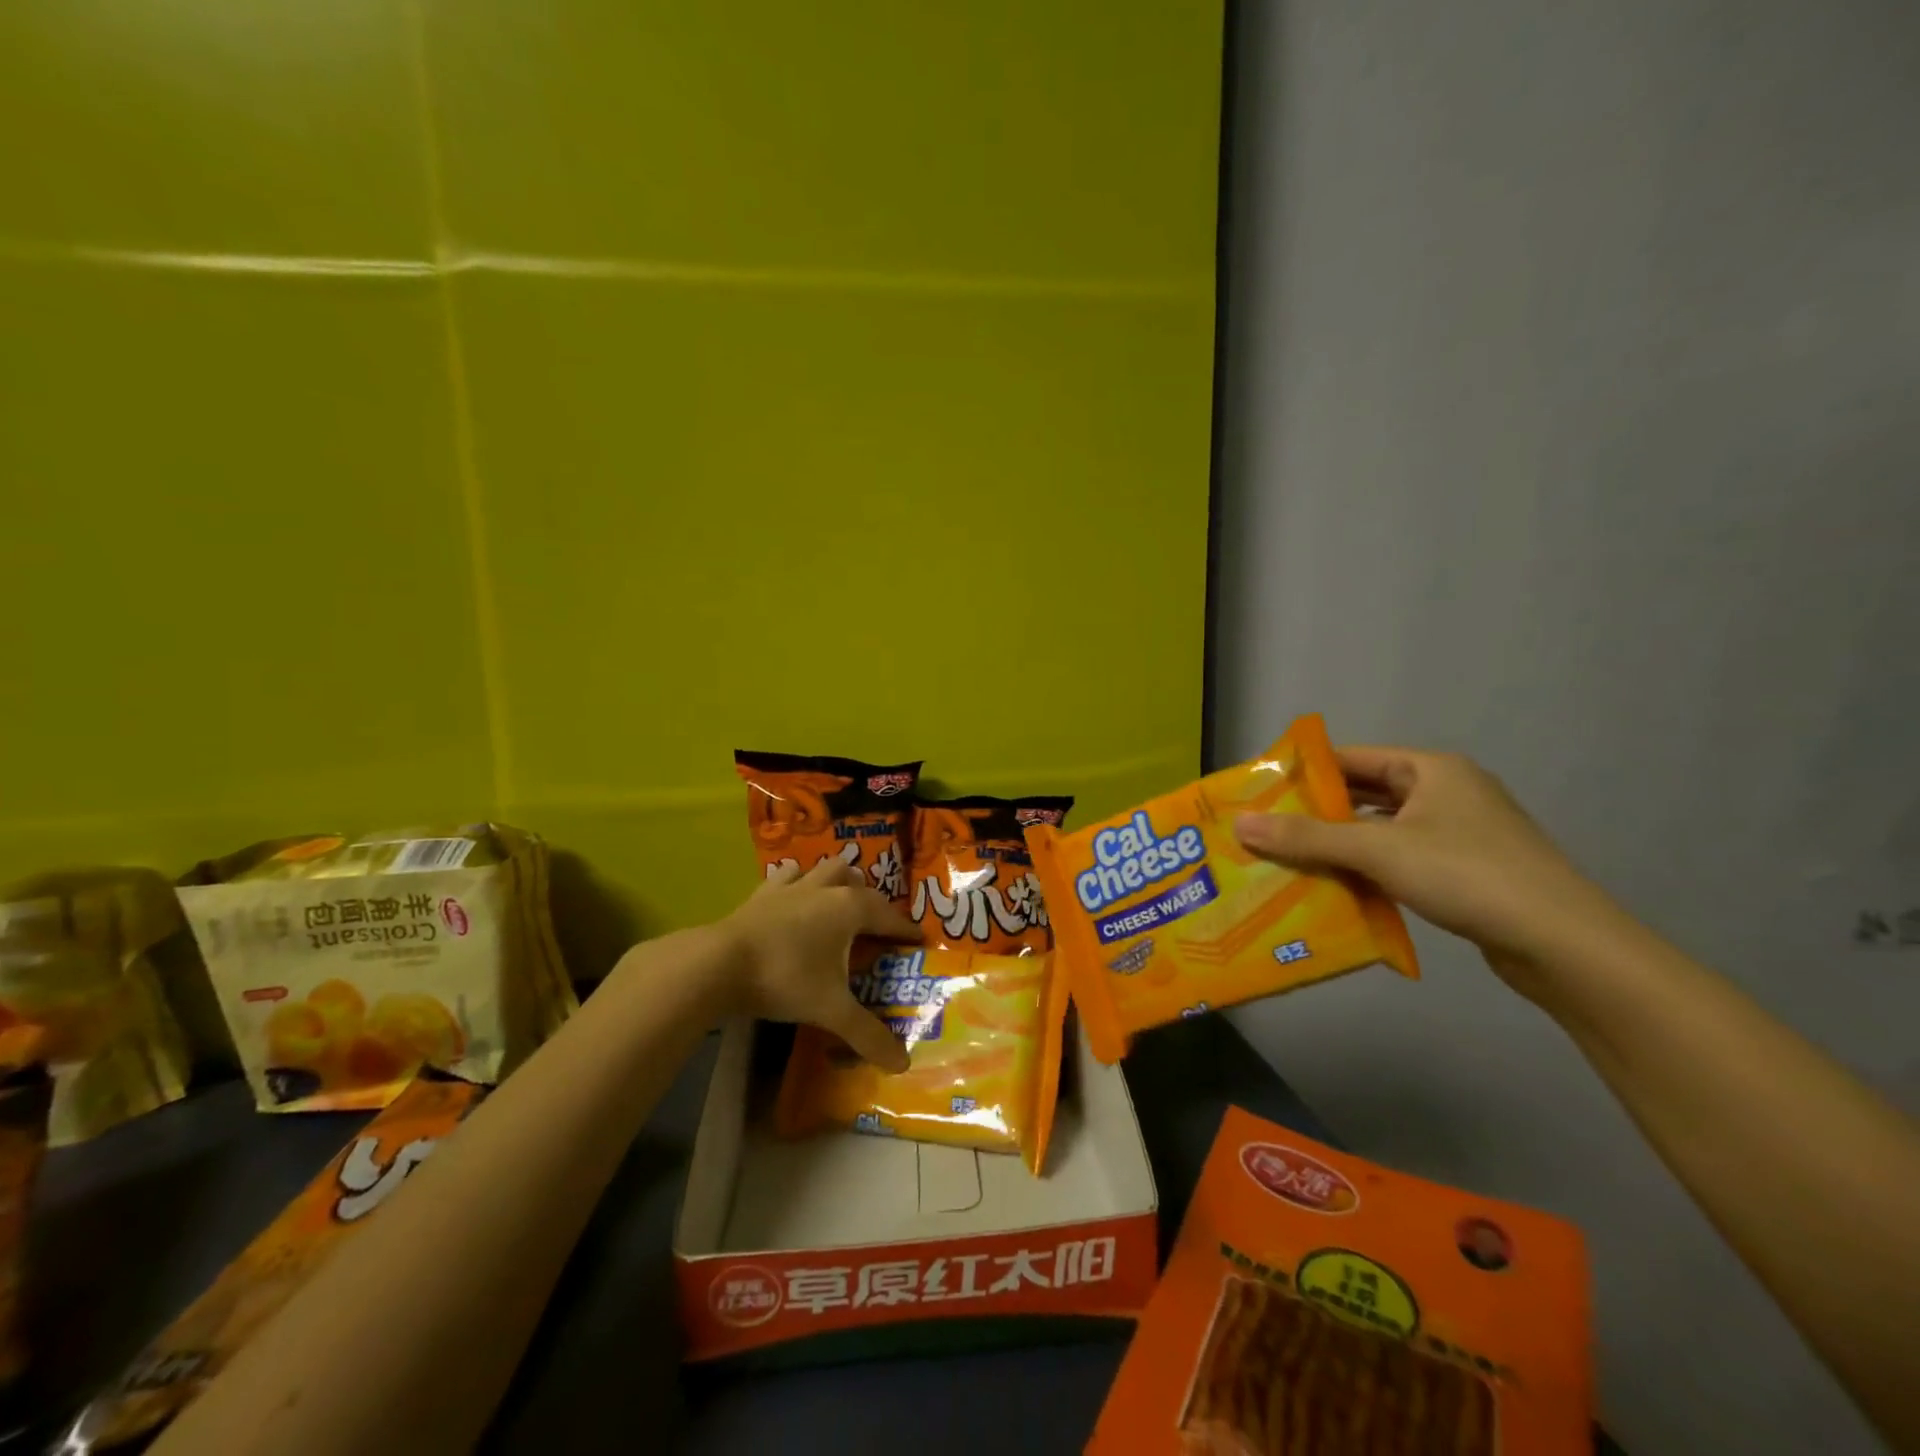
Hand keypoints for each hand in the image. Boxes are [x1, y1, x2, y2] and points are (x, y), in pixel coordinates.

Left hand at [714, 858, 919, 1071]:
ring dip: (834, 882)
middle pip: (855, 881)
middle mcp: (824, 889)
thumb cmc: (786, 978)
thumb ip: (868, 1035)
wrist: (719, 964)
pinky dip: (796, 884)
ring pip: (822, 870)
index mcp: (849, 908)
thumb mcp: (831, 1010)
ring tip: (837, 904)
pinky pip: (785, 879)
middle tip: (873, 926)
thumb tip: (903, 1064)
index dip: (905, 928)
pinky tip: (793, 900)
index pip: (888, 914)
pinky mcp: (761, 895)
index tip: (918, 939)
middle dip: (868, 898)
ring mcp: (790, 888)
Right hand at [1233, 747, 1626, 991]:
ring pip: (1381, 830)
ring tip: (1287, 860)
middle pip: (1364, 795)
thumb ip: (1307, 837)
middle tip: (1263, 830)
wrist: (1564, 945)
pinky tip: (1335, 889)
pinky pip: (1400, 859)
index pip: (1350, 758)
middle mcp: (1446, 792)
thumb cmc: (1467, 875)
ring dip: (1339, 845)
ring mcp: (1459, 833)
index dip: (1303, 773)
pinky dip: (1367, 870)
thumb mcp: (1378, 850)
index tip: (1258, 793)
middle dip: (1315, 813)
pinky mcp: (1465, 871)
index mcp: (1430, 769)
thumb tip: (1240, 824)